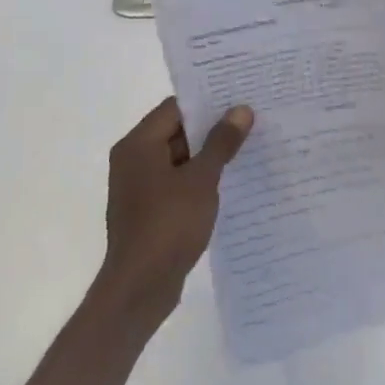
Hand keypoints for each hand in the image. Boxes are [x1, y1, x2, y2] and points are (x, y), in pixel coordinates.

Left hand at [97, 97, 253, 329]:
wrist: (140, 288)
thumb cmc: (168, 225)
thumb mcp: (201, 180)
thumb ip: (221, 143)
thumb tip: (241, 110)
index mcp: (138, 144)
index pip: (175, 108)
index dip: (208, 101)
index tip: (240, 97)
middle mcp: (133, 159)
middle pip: (176, 131)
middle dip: (212, 128)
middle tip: (251, 121)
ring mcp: (139, 187)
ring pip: (179, 158)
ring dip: (208, 155)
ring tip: (248, 148)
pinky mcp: (148, 210)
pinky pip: (177, 182)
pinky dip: (199, 179)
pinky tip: (229, 182)